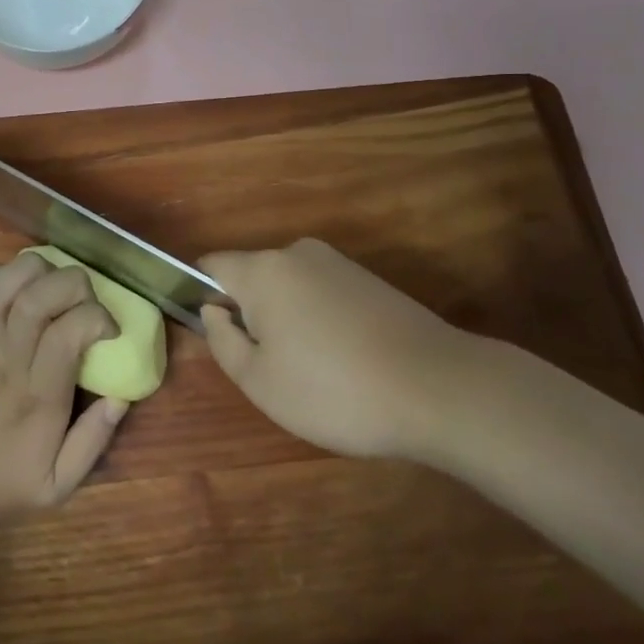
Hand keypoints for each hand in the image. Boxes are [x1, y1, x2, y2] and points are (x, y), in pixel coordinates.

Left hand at [0, 252, 125, 520]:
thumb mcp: (56, 486)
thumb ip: (92, 442)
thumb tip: (120, 398)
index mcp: (37, 396)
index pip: (67, 333)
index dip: (95, 317)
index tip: (109, 328)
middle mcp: (5, 361)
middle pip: (35, 300)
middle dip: (70, 283)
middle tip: (84, 295)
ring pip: (0, 288)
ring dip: (31, 270)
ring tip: (50, 276)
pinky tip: (10, 280)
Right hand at [199, 238, 478, 461]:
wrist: (440, 388)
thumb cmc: (334, 390)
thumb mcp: (259, 381)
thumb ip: (222, 340)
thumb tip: (214, 311)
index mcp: (263, 270)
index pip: (211, 265)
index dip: (203, 297)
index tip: (220, 338)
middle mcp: (297, 253)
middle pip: (252, 277)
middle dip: (251, 314)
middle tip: (270, 368)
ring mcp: (337, 263)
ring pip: (289, 288)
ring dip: (287, 320)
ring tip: (313, 372)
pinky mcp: (369, 280)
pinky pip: (322, 294)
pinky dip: (319, 321)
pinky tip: (345, 362)